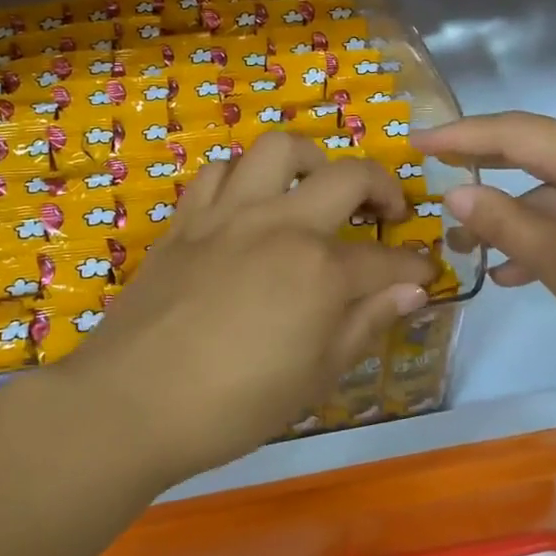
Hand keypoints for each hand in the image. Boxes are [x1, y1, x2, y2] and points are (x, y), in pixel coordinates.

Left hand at [59, 132, 433, 485]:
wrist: (130, 403)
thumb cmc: (232, 406)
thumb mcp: (315, 377)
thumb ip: (365, 324)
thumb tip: (410, 291)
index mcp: (319, 269)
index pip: (385, 260)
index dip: (414, 267)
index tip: (425, 274)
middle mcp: (279, 224)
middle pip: (348, 176)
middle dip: (384, 188)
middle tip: (388, 213)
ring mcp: (228, 213)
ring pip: (278, 149)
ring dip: (311, 160)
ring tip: (316, 189)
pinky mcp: (187, 219)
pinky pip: (219, 172)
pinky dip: (244, 176)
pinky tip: (249, 203)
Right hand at [414, 113, 555, 396]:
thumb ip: (506, 223)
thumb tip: (457, 193)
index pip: (514, 131)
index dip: (460, 134)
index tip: (415, 142)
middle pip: (538, 154)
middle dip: (485, 173)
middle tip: (437, 189)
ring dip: (519, 215)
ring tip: (473, 249)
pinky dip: (555, 233)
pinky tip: (526, 271)